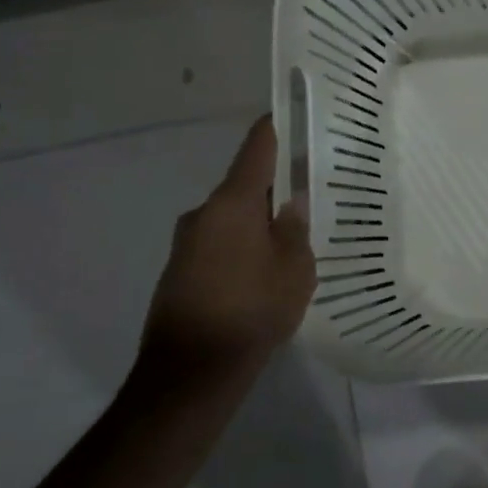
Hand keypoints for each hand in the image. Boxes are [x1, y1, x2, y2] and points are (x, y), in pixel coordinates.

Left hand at [138, 115, 315, 393]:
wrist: (190, 374)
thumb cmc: (252, 310)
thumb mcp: (295, 267)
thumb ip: (295, 228)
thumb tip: (292, 203)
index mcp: (232, 203)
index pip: (256, 148)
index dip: (275, 128)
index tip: (293, 114)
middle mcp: (203, 213)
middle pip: (244, 185)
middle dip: (274, 189)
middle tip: (309, 197)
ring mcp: (186, 243)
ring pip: (232, 218)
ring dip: (257, 223)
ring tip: (290, 243)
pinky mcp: (179, 272)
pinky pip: (219, 244)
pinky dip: (241, 248)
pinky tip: (262, 274)